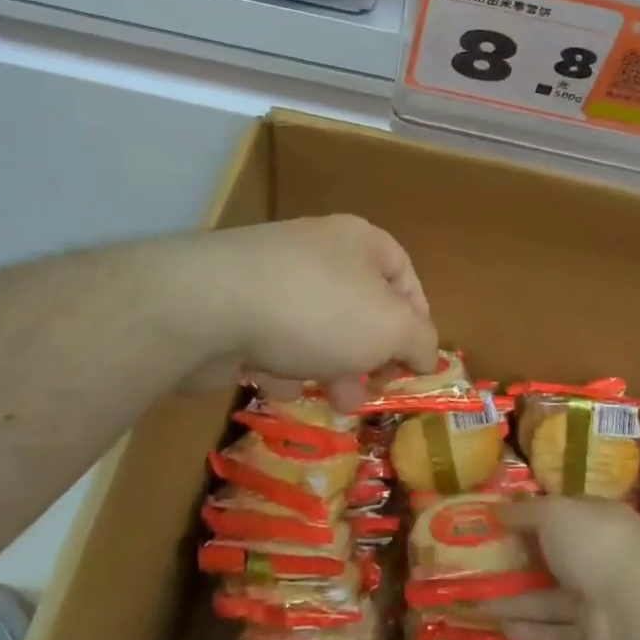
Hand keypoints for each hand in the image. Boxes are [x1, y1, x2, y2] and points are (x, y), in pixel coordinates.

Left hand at [180, 215, 437, 408]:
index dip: (416, 319)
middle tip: (369, 390)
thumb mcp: (391, 327)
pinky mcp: (237, 306)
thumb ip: (420, 340)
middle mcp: (318, 250)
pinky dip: (281, 364)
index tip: (414, 362)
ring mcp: (273, 276)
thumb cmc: (320, 310)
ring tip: (331, 398)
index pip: (403, 274)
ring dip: (328, 366)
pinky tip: (276, 382)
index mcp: (360, 241)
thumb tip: (426, 353)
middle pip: (359, 306)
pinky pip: (274, 339)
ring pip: (317, 327)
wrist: (213, 306)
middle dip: (369, 355)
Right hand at [490, 497, 639, 639]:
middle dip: (520, 563)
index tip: (498, 523)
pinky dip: (531, 632)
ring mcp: (597, 600)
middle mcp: (597, 558)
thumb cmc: (593, 542)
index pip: (561, 515)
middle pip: (553, 560)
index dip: (531, 518)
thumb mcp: (553, 512)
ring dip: (517, 601)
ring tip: (478, 602)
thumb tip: (497, 509)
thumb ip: (525, 512)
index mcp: (595, 520)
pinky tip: (501, 629)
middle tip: (481, 566)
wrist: (634, 607)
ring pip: (550, 600)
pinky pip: (557, 633)